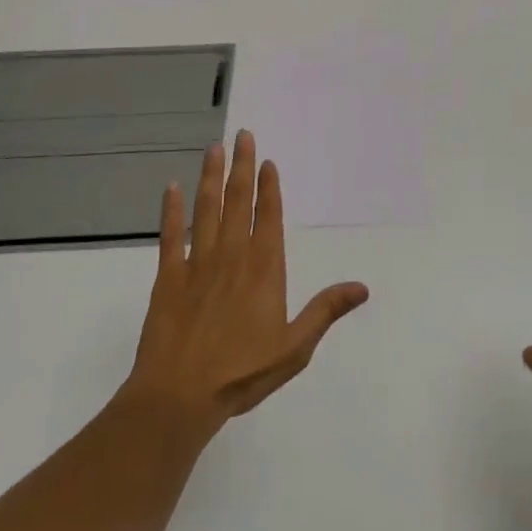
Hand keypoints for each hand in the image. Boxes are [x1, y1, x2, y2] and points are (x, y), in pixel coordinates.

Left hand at [120, 130, 368, 437]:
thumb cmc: (242, 372)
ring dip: (210, 176)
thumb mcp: (294, 347)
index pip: (268, 216)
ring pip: (206, 209)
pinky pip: (170, 235)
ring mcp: (197, 262)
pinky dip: (171, 211)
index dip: (269, 187)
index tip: (267, 160)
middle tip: (242, 134)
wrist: (179, 396)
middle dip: (241, 166)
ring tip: (214, 148)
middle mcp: (232, 255)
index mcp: (264, 268)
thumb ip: (325, 310)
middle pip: (238, 200)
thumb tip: (362, 287)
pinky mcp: (168, 276)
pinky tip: (171, 188)